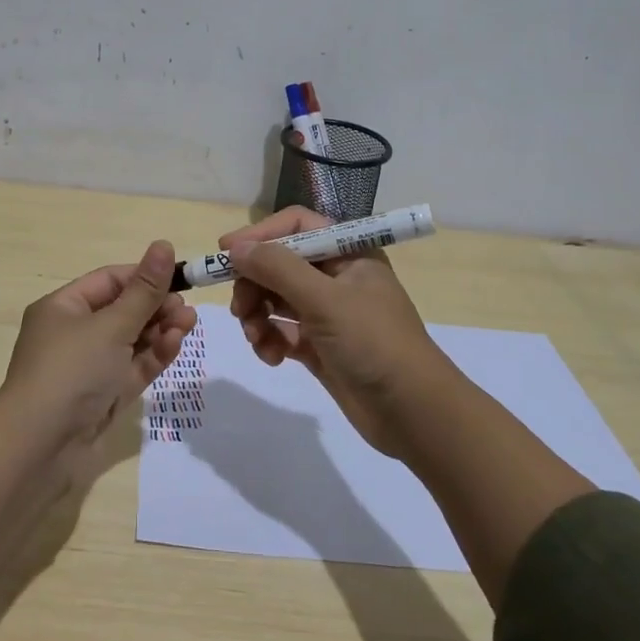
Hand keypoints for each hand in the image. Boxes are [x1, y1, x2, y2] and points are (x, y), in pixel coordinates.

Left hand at [0, 240, 196, 456]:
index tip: (179, 277)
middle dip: (156, 306)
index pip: (109, 281)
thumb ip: (144, 290)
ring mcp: (88, 368)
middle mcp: (73, 334)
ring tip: (189, 323)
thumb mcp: (111, 325)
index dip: (144, 276)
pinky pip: (131, 368)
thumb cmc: (71, 371)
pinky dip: (152, 356)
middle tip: (186, 308)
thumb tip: (164, 244)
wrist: (40, 448)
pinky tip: (175, 343)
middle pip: (122, 311)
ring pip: (131, 341)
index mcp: (63, 308)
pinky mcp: (102, 397)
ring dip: (159, 330)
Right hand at [222, 208, 450, 456]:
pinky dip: (270, 341)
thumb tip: (234, 248)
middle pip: (279, 264)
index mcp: (349, 252)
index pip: (296, 226)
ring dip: (258, 316)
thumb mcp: (324, 299)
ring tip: (257, 339)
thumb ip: (277, 268)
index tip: (225, 252)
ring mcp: (328, 313)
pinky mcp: (320, 346)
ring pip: (276, 299)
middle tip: (240, 309)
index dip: (260, 235)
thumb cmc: (374, 343)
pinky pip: (282, 332)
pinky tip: (271, 357)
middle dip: (254, 284)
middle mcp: (337, 277)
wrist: (414, 413)